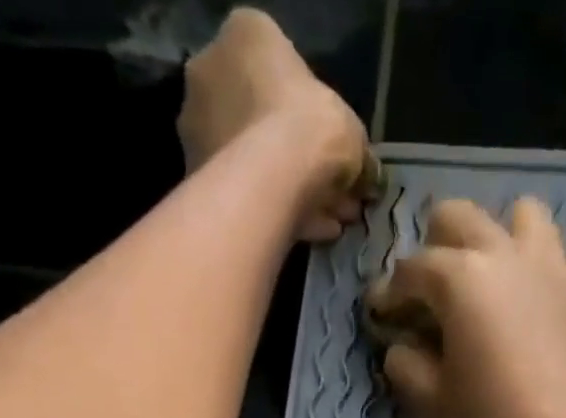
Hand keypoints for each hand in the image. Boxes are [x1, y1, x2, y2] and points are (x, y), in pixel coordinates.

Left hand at [178, 8, 370, 243]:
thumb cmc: (308, 130)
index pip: (282, 68)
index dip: (317, 115)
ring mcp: (198, 129)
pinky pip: (246, 194)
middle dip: (305, 160)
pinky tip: (312, 233)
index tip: (338, 151)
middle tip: (339, 194)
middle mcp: (211, 73)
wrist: (267, 184)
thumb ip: (358, 152)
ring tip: (332, 222)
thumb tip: (369, 178)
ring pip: (256, 162)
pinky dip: (278, 211)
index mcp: (246, 37)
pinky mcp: (197, 182)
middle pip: (266, 121)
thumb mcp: (351, 131)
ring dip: (295, 191)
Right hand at [367, 198, 565, 417]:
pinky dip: (536, 268)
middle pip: (459, 217)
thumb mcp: (432, 405)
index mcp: (460, 279)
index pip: (411, 269)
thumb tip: (400, 346)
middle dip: (434, 247)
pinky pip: (554, 257)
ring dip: (494, 238)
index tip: (382, 319)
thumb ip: (406, 366)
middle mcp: (504, 255)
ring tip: (483, 283)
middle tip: (427, 295)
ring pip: (518, 216)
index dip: (389, 294)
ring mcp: (549, 268)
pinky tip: (526, 304)